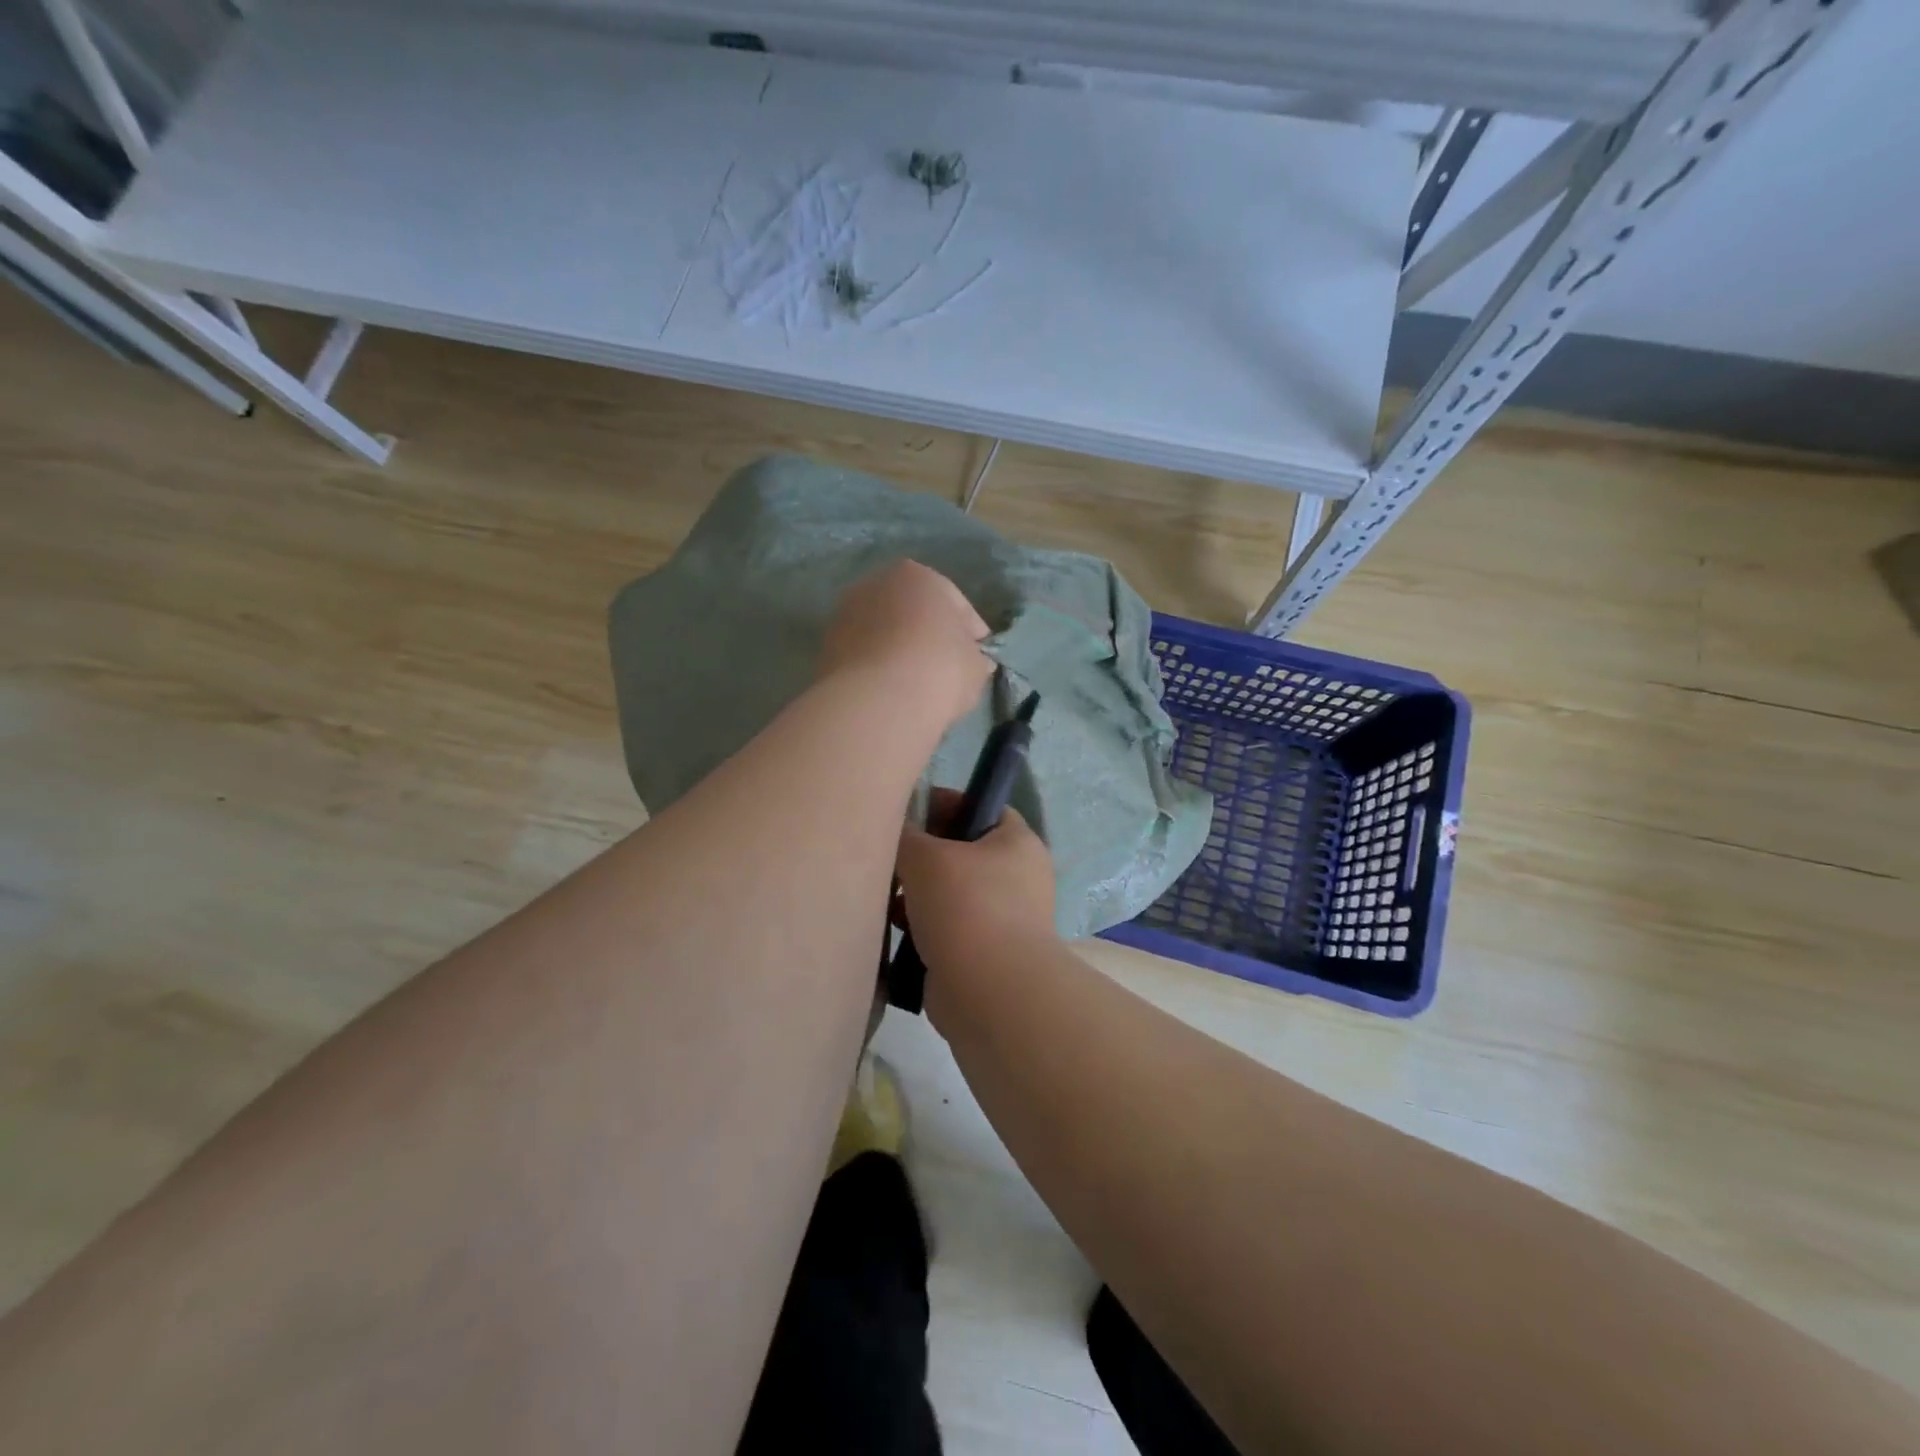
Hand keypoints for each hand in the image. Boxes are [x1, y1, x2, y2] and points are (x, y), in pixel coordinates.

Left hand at [818, 560, 992, 729]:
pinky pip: (864, 654)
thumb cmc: (939, 669)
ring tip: (916, 681)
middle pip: (912, 610)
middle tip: (946, 666)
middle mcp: (876, 584)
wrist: (878, 701)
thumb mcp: (975, 665)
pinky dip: (877, 666)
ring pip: (884, 631)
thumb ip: (974, 657)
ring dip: (899, 649)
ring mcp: (845, 614)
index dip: (970, 630)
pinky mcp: (826, 648)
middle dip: (928, 633)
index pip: (954, 602)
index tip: (979, 655)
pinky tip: (891, 690)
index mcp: (918, 575)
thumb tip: (973, 661)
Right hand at [897, 790, 1057, 988]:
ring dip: (917, 893)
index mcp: (1017, 842)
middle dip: (923, 854)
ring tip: (885, 895)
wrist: (990, 992)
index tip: (907, 812)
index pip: (981, 806)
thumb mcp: (926, 856)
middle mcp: (1018, 876)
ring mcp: (1004, 918)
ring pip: (951, 892)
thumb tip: (898, 829)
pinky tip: (894, 928)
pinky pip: (947, 927)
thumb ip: (906, 835)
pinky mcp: (984, 953)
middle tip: (889, 856)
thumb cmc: (966, 907)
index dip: (944, 804)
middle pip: (962, 851)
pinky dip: (922, 926)